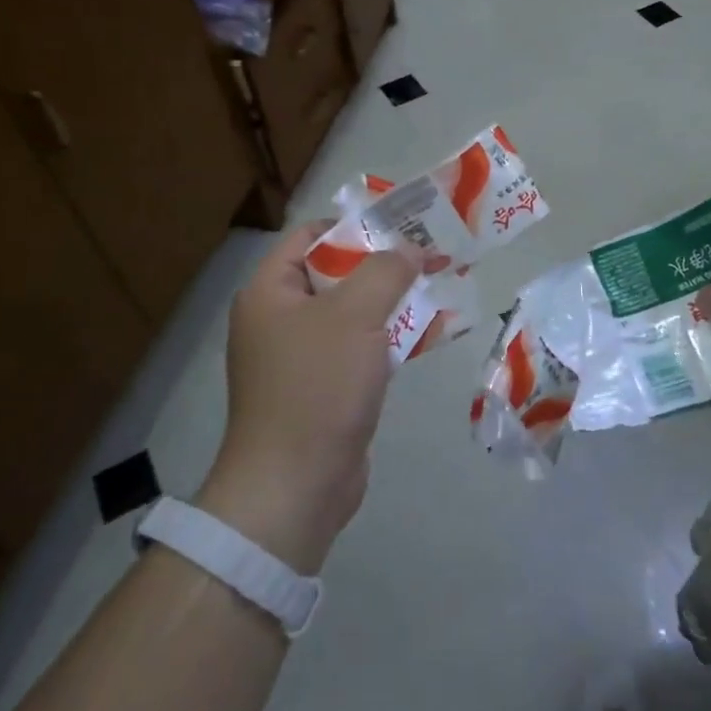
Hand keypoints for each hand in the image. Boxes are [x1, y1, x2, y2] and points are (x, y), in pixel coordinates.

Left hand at [197, 221, 419, 573]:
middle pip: (336, 273)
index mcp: (270, 291)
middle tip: (431, 254)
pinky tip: (430, 333)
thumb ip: (386, 271)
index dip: (356, 225)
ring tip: (440, 285)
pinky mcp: (325, 388)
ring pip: (354, 313)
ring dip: (394, 301)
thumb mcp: (355, 315)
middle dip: (385, 264)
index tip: (403, 225)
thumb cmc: (318, 387)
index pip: (310, 235)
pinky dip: (391, 337)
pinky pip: (360, 349)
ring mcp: (302, 357)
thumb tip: (409, 249)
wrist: (296, 485)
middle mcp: (280, 318)